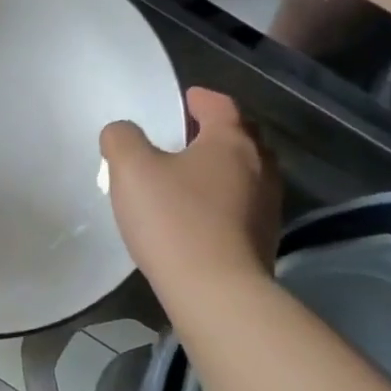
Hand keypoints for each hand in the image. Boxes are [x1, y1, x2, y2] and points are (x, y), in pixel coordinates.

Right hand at [100, 88, 280, 287]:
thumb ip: (122, 140)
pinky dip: (224, 199)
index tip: (185, 99)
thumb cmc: (174, 220)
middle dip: (216, 132)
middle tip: (187, 136)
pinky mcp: (264, 239)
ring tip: (191, 176)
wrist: (215, 290)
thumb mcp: (131, 170)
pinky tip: (201, 215)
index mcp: (231, 142)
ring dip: (222, 168)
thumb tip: (122, 132)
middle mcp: (260, 167)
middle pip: (241, 137)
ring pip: (246, 173)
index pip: (222, 106)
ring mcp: (268, 205)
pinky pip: (243, 205)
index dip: (201, 99)